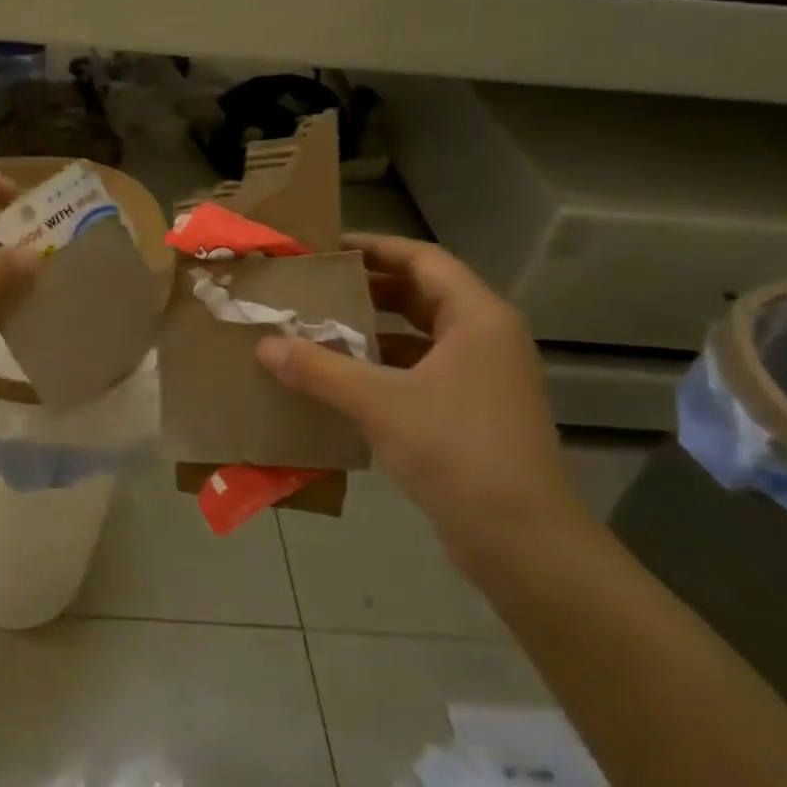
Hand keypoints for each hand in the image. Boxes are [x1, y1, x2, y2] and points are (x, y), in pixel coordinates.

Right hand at [256, 234, 591, 572]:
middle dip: (368, 289)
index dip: (375, 247)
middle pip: (422, 294)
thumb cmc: (456, 451)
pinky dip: (385, 367)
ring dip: (374, 330)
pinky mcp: (474, 412)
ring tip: (320, 329)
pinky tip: (344, 380)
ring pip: (421, 336)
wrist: (520, 538)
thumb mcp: (378, 403)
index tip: (327, 247)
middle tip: (315, 288)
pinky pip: (423, 371)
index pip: (422, 259)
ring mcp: (484, 377)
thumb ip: (319, 369)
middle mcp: (486, 338)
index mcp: (477, 318)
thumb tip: (266, 345)